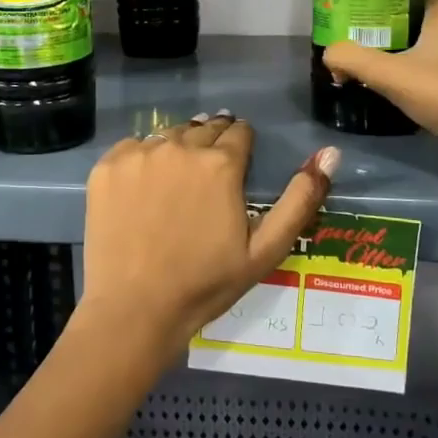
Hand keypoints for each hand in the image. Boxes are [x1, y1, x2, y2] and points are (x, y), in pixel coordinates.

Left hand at [80, 114, 337, 362]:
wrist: (134, 310)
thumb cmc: (206, 284)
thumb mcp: (265, 249)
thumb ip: (301, 198)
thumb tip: (330, 153)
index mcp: (221, 164)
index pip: (239, 132)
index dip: (242, 147)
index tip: (237, 168)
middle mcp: (179, 147)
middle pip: (204, 128)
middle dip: (212, 144)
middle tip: (208, 176)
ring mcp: (138, 155)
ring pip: (168, 135)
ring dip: (178, 149)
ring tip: (177, 182)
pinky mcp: (106, 167)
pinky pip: (132, 147)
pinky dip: (142, 160)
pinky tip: (144, 189)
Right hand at [321, 0, 437, 188]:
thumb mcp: (389, 74)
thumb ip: (353, 59)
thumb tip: (329, 54)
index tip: (375, 10)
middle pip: (430, 23)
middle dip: (402, 30)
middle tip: (370, 41)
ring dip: (417, 58)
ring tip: (385, 69)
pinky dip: (430, 82)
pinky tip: (410, 96)